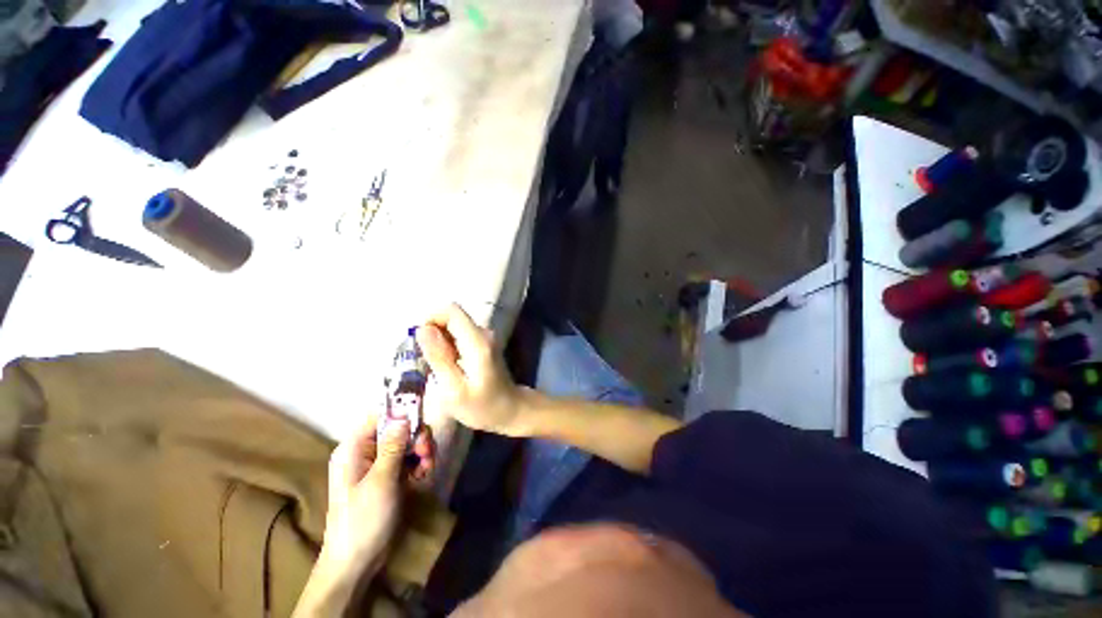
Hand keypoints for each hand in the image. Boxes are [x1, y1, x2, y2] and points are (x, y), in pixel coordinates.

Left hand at [319, 415, 434, 578]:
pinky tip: (423, 476)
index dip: (402, 413)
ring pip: (407, 442)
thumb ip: (393, 446)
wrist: (356, 562)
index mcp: (354, 448)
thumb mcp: (381, 481)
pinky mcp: (389, 475)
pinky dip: (419, 463)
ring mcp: (378, 463)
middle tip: (427, 453)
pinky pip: (408, 458)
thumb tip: (404, 415)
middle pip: (398, 427)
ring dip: (421, 451)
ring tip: (427, 469)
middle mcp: (366, 451)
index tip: (422, 422)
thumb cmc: (363, 519)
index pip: (380, 415)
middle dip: (416, 437)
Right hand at [418, 303, 523, 435]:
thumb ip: (439, 357)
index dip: (431, 320)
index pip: (451, 310)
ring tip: (438, 369)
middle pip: (451, 317)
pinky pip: (459, 336)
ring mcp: (485, 337)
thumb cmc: (482, 406)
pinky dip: (448, 348)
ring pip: (453, 327)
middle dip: (433, 334)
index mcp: (477, 341)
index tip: (419, 343)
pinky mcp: (483, 343)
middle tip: (427, 362)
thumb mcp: (454, 389)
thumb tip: (422, 329)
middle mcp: (483, 333)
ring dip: (439, 343)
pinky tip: (448, 369)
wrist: (510, 409)